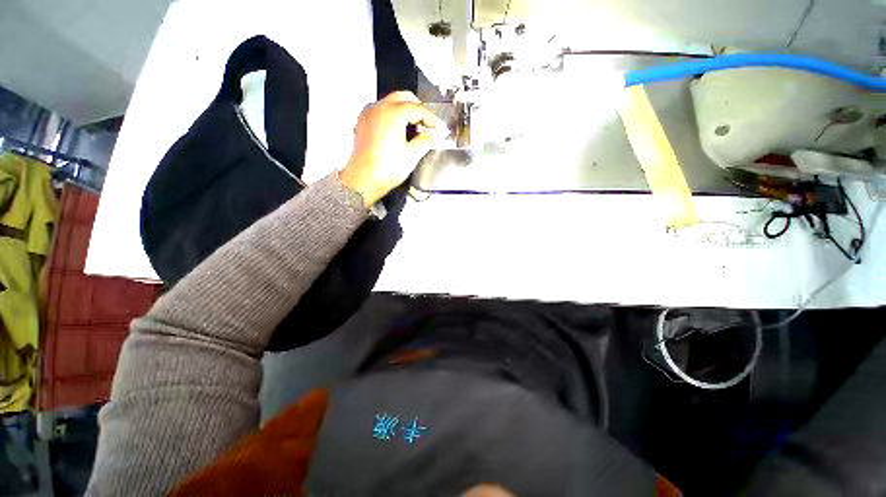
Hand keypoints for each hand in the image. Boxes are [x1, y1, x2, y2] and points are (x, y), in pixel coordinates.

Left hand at [339, 91, 447, 206]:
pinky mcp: (363, 123)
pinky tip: (400, 131)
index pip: (418, 109)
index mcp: (392, 113)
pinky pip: (381, 111)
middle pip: (404, 98)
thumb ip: (426, 141)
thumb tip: (434, 135)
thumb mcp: (412, 155)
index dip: (432, 119)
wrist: (363, 180)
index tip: (440, 129)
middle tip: (429, 126)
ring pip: (392, 103)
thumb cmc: (386, 169)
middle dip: (419, 110)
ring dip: (406, 112)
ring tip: (416, 130)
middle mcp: (378, 108)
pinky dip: (393, 116)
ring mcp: (368, 114)